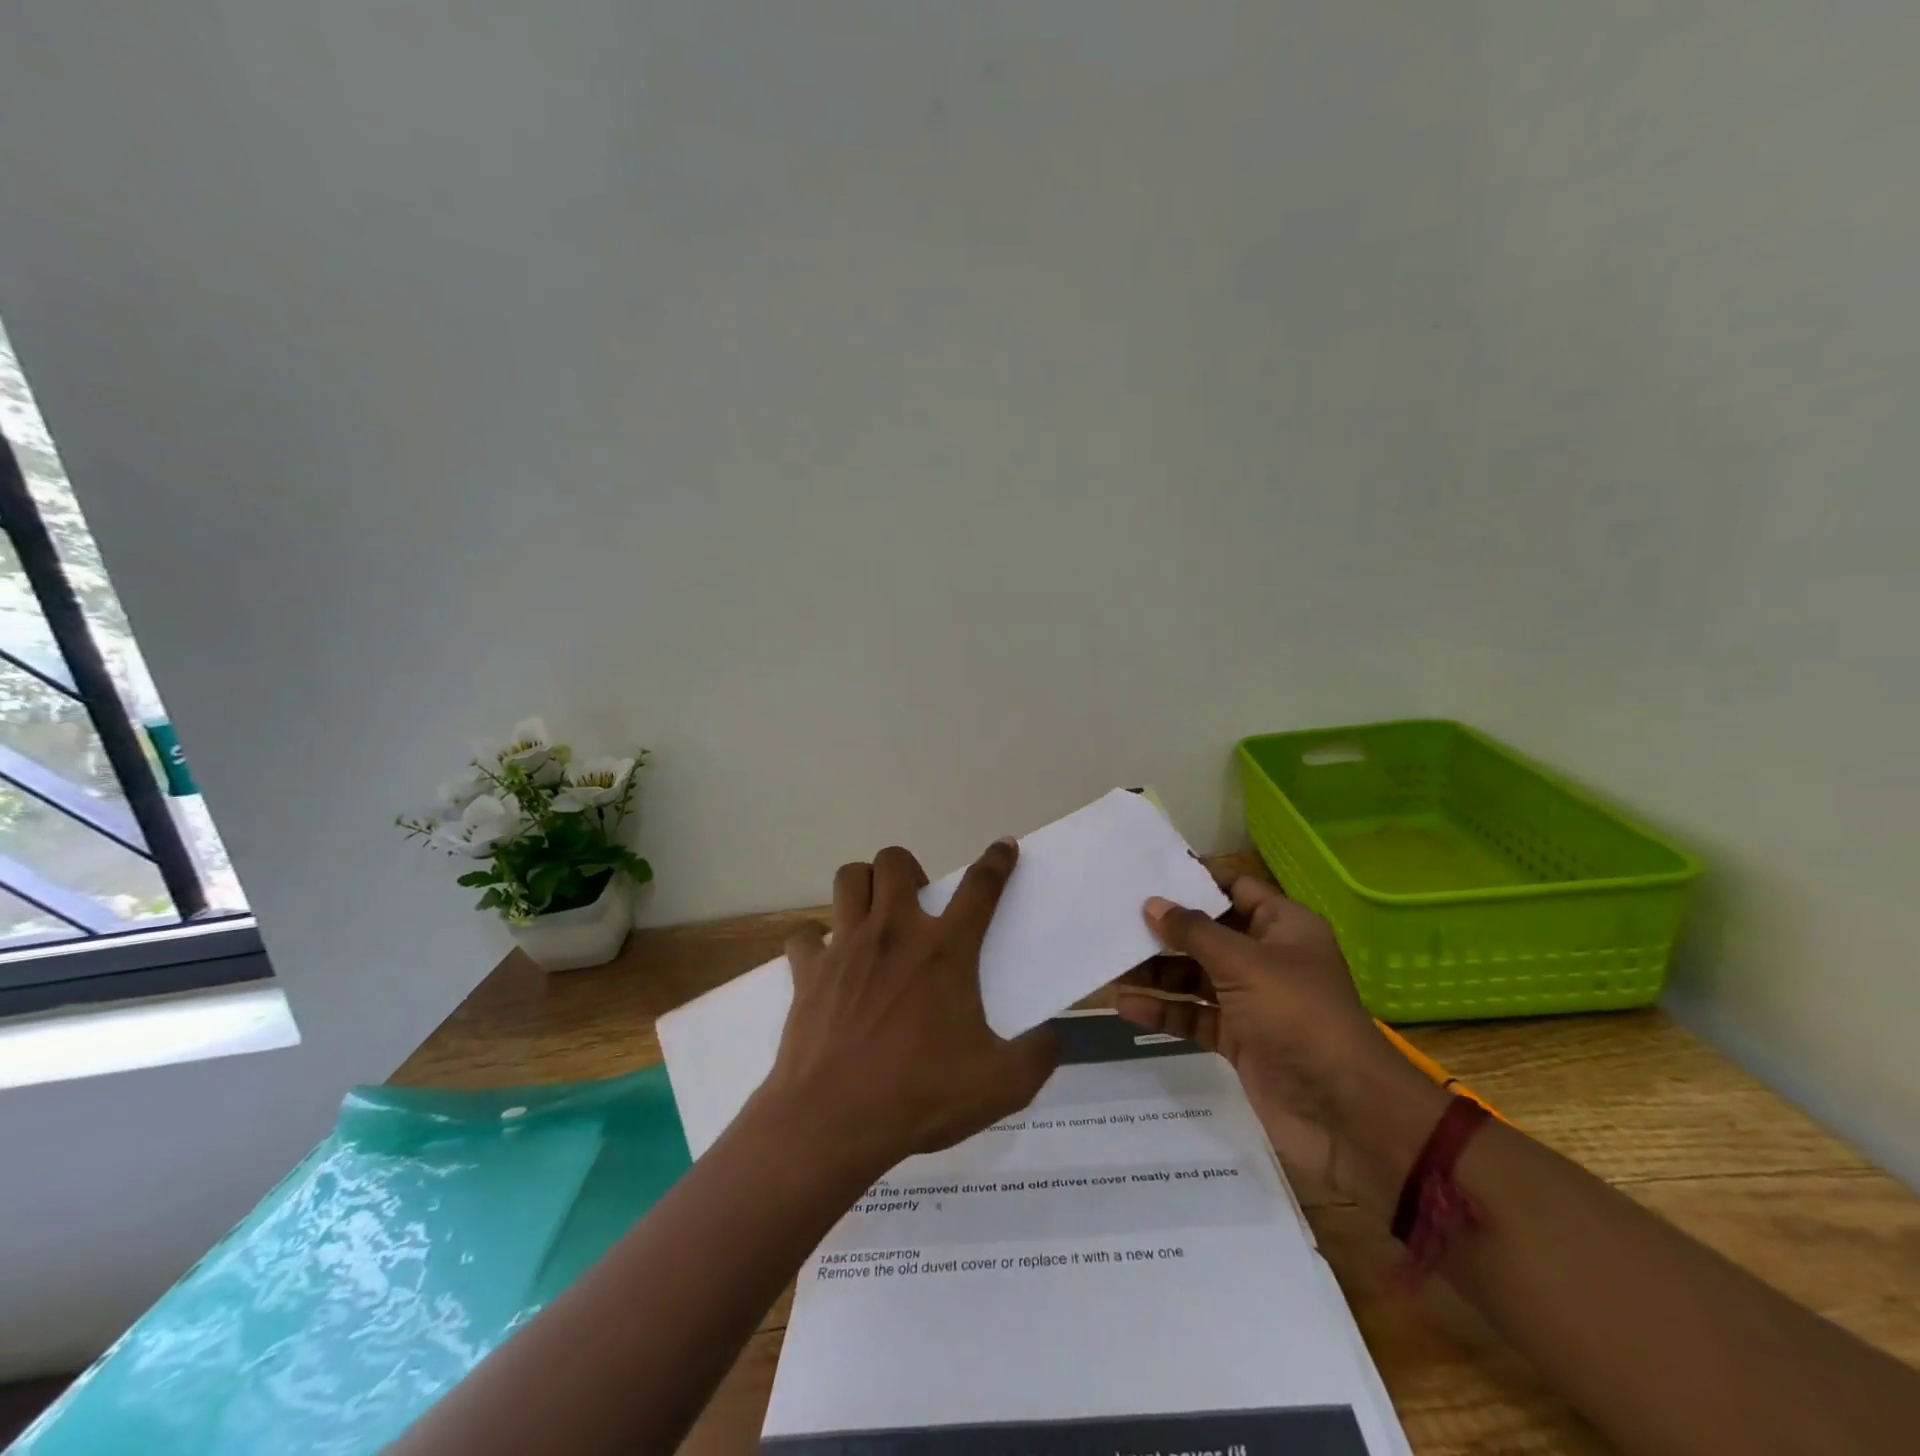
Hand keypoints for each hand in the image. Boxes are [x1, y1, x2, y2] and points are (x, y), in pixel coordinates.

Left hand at [755, 839, 1058, 1176]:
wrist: (832, 1121)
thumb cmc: (919, 1096)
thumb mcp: (1001, 1085)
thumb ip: (1038, 1057)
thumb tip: (1053, 1037)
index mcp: (944, 951)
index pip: (980, 887)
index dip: (997, 861)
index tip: (1004, 846)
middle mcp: (894, 933)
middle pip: (895, 861)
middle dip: (910, 869)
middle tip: (918, 905)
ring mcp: (846, 947)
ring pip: (849, 879)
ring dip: (864, 886)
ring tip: (875, 916)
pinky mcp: (808, 971)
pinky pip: (805, 935)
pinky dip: (816, 941)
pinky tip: (827, 963)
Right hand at [1116, 874, 1446, 1204]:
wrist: (1344, 1113)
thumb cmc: (1298, 1017)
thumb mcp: (1245, 963)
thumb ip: (1194, 931)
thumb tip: (1153, 903)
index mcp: (1283, 928)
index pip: (1235, 889)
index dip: (1195, 880)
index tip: (1148, 873)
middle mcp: (1267, 958)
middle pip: (1208, 934)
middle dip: (1165, 930)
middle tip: (1115, 919)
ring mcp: (1252, 1001)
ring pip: (1195, 976)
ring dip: (1157, 973)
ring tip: (1111, 965)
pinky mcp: (1238, 1039)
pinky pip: (1194, 1015)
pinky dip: (1164, 1010)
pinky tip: (1125, 1006)